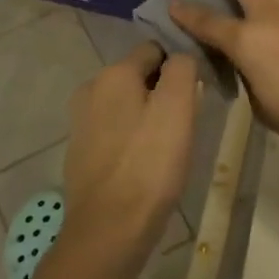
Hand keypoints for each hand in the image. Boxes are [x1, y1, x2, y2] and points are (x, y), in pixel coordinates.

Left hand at [61, 42, 199, 256]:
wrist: (109, 229)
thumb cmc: (150, 164)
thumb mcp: (178, 107)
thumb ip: (182, 69)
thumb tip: (180, 57)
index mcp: (114, 73)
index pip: (154, 49)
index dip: (179, 65)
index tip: (197, 91)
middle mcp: (91, 89)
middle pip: (139, 77)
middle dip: (163, 91)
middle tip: (187, 122)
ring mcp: (81, 122)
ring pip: (127, 105)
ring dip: (148, 116)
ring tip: (169, 146)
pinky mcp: (80, 152)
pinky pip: (115, 132)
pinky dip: (132, 139)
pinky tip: (146, 164)